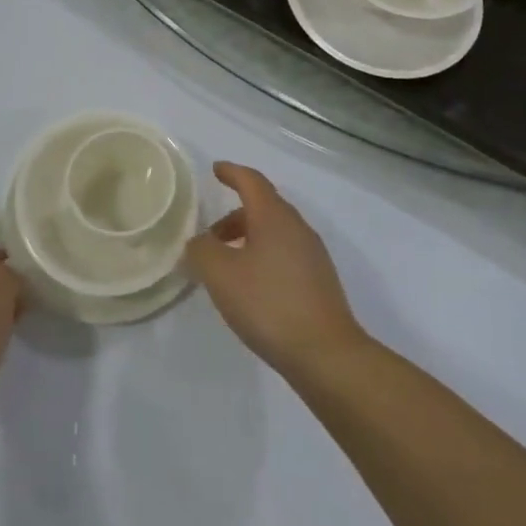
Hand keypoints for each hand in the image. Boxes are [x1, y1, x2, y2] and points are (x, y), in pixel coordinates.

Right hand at [185, 163, 366, 383]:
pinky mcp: (319, 282)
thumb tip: (199, 242)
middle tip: (210, 236)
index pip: (251, 181)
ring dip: (248, 239)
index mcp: (274, 217)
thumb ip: (202, 251)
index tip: (216, 169)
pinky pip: (285, 254)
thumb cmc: (269, 304)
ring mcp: (312, 255)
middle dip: (234, 216)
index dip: (232, 172)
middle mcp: (297, 228)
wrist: (327, 355)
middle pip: (263, 207)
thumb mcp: (221, 275)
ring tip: (226, 266)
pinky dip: (263, 257)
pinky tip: (251, 287)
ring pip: (274, 233)